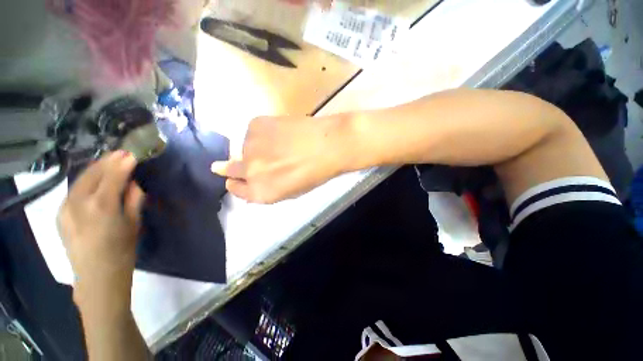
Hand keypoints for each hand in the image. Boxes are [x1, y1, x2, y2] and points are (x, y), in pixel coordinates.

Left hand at [57, 151, 144, 292]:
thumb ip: (133, 200)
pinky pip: (73, 190)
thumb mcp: (134, 223)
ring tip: (107, 162)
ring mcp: (66, 208)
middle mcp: (80, 202)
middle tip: (120, 153)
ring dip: (95, 169)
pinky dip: (85, 181)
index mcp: (102, 206)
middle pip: (93, 173)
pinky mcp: (60, 213)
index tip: (132, 154)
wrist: (97, 275)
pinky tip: (93, 180)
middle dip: (108, 161)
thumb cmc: (122, 250)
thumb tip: (133, 183)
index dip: (123, 163)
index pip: (113, 176)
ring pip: (80, 179)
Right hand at [212, 115, 348, 203]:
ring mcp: (250, 146)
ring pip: (245, 148)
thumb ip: (267, 189)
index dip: (236, 184)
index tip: (235, 180)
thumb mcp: (291, 191)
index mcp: (260, 192)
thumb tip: (249, 180)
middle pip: (230, 168)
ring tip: (279, 144)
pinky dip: (263, 133)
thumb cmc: (315, 173)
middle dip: (234, 167)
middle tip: (245, 161)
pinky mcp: (255, 125)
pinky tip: (280, 133)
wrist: (328, 145)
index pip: (236, 189)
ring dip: (255, 148)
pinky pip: (253, 132)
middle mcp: (249, 171)